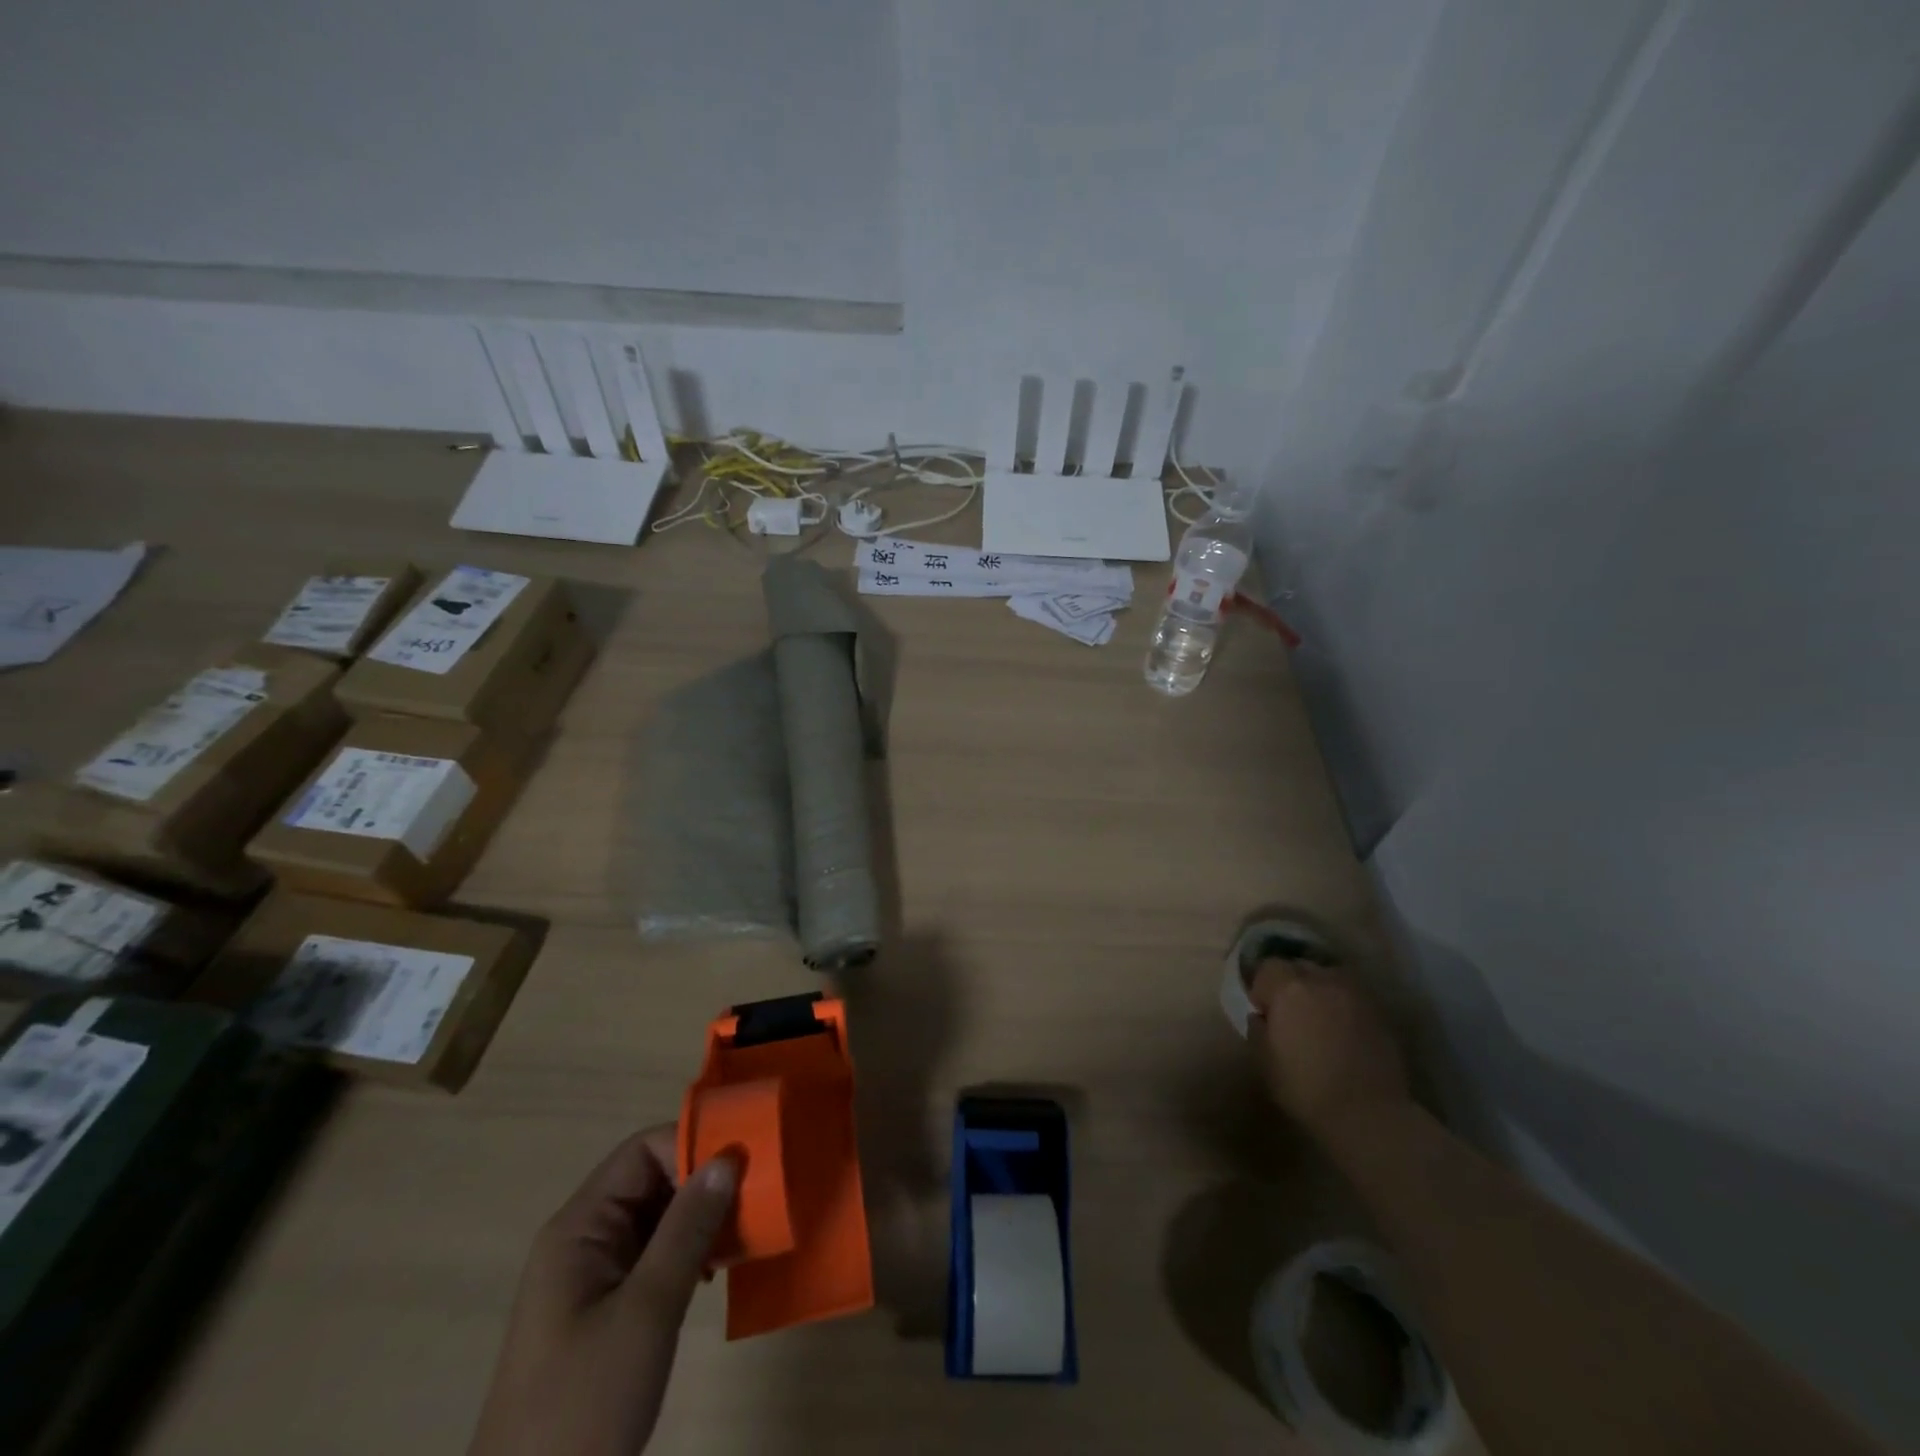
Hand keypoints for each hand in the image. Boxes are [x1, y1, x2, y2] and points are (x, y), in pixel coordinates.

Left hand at [469, 1125, 738, 1455]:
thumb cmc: (584, 1406)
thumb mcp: (647, 1311)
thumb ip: (688, 1229)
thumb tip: (727, 1158)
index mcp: (579, 1228)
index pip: (641, 1152)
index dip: (692, 1145)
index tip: (744, 1161)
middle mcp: (583, 1240)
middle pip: (649, 1180)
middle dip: (702, 1181)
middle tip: (757, 1194)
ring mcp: (591, 1277)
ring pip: (655, 1217)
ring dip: (700, 1217)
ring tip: (746, 1230)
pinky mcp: (605, 1311)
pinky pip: (653, 1255)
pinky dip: (688, 1251)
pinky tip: (716, 1272)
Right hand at [1248, 960, 1410, 1140]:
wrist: (1368, 1113)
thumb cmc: (1305, 1087)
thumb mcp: (1264, 1061)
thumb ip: (1257, 1029)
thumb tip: (1261, 1016)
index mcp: (1289, 988)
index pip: (1268, 967)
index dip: (1262, 986)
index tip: (1263, 1010)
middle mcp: (1322, 980)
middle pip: (1300, 966)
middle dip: (1291, 983)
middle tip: (1290, 1012)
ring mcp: (1355, 994)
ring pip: (1330, 977)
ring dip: (1319, 990)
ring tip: (1318, 1016)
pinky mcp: (1379, 1013)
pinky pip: (1352, 996)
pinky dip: (1343, 1005)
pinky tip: (1342, 1029)